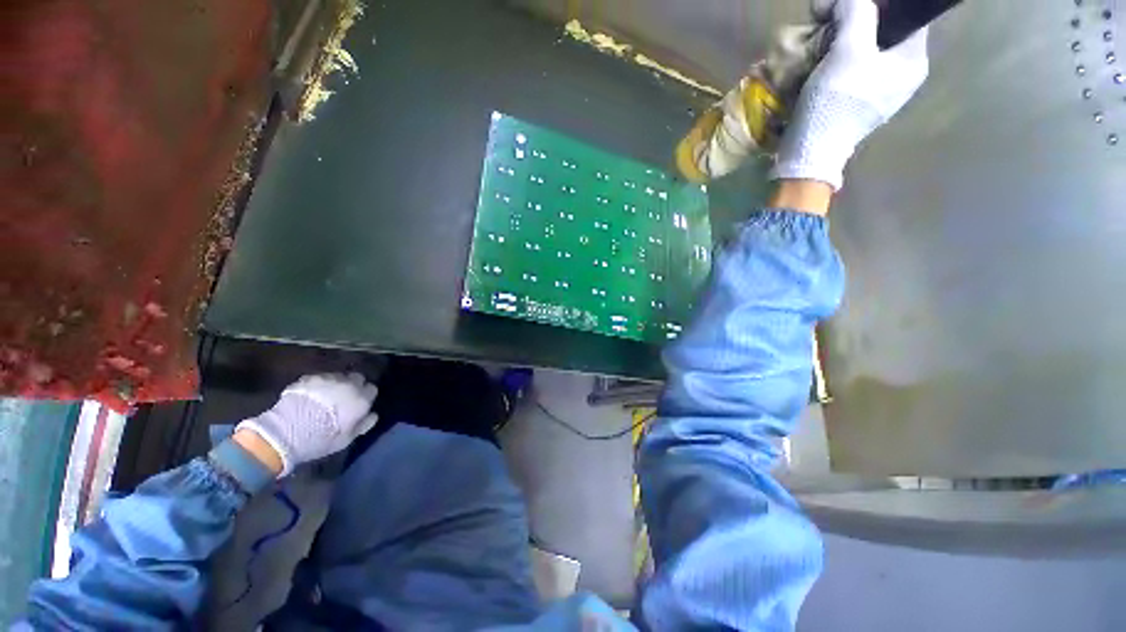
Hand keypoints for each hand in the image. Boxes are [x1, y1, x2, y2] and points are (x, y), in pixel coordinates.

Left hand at [236, 373, 378, 475]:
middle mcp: (349, 385)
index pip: (372, 389)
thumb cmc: (321, 439)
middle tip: (344, 397)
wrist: (286, 433)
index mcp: (361, 399)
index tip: (359, 404)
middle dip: (354, 385)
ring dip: (336, 384)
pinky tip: (310, 395)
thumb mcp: (347, 439)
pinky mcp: (310, 378)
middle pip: (358, 378)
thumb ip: (363, 424)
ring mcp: (329, 379)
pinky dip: (319, 384)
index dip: (365, 396)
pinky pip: (320, 378)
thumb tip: (373, 415)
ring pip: (339, 376)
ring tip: (325, 395)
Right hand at [771, 0, 929, 189]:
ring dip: (840, 41)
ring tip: (818, 42)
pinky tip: (819, 63)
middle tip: (826, 23)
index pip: (904, 15)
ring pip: (864, 50)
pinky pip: (851, 70)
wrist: (810, 151)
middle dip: (853, 22)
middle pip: (882, 32)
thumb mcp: (848, 50)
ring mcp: (879, 92)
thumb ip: (855, 12)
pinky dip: (835, 61)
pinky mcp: (857, 104)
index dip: (877, 5)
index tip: (845, 7)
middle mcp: (902, 75)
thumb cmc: (836, 103)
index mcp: (913, 61)